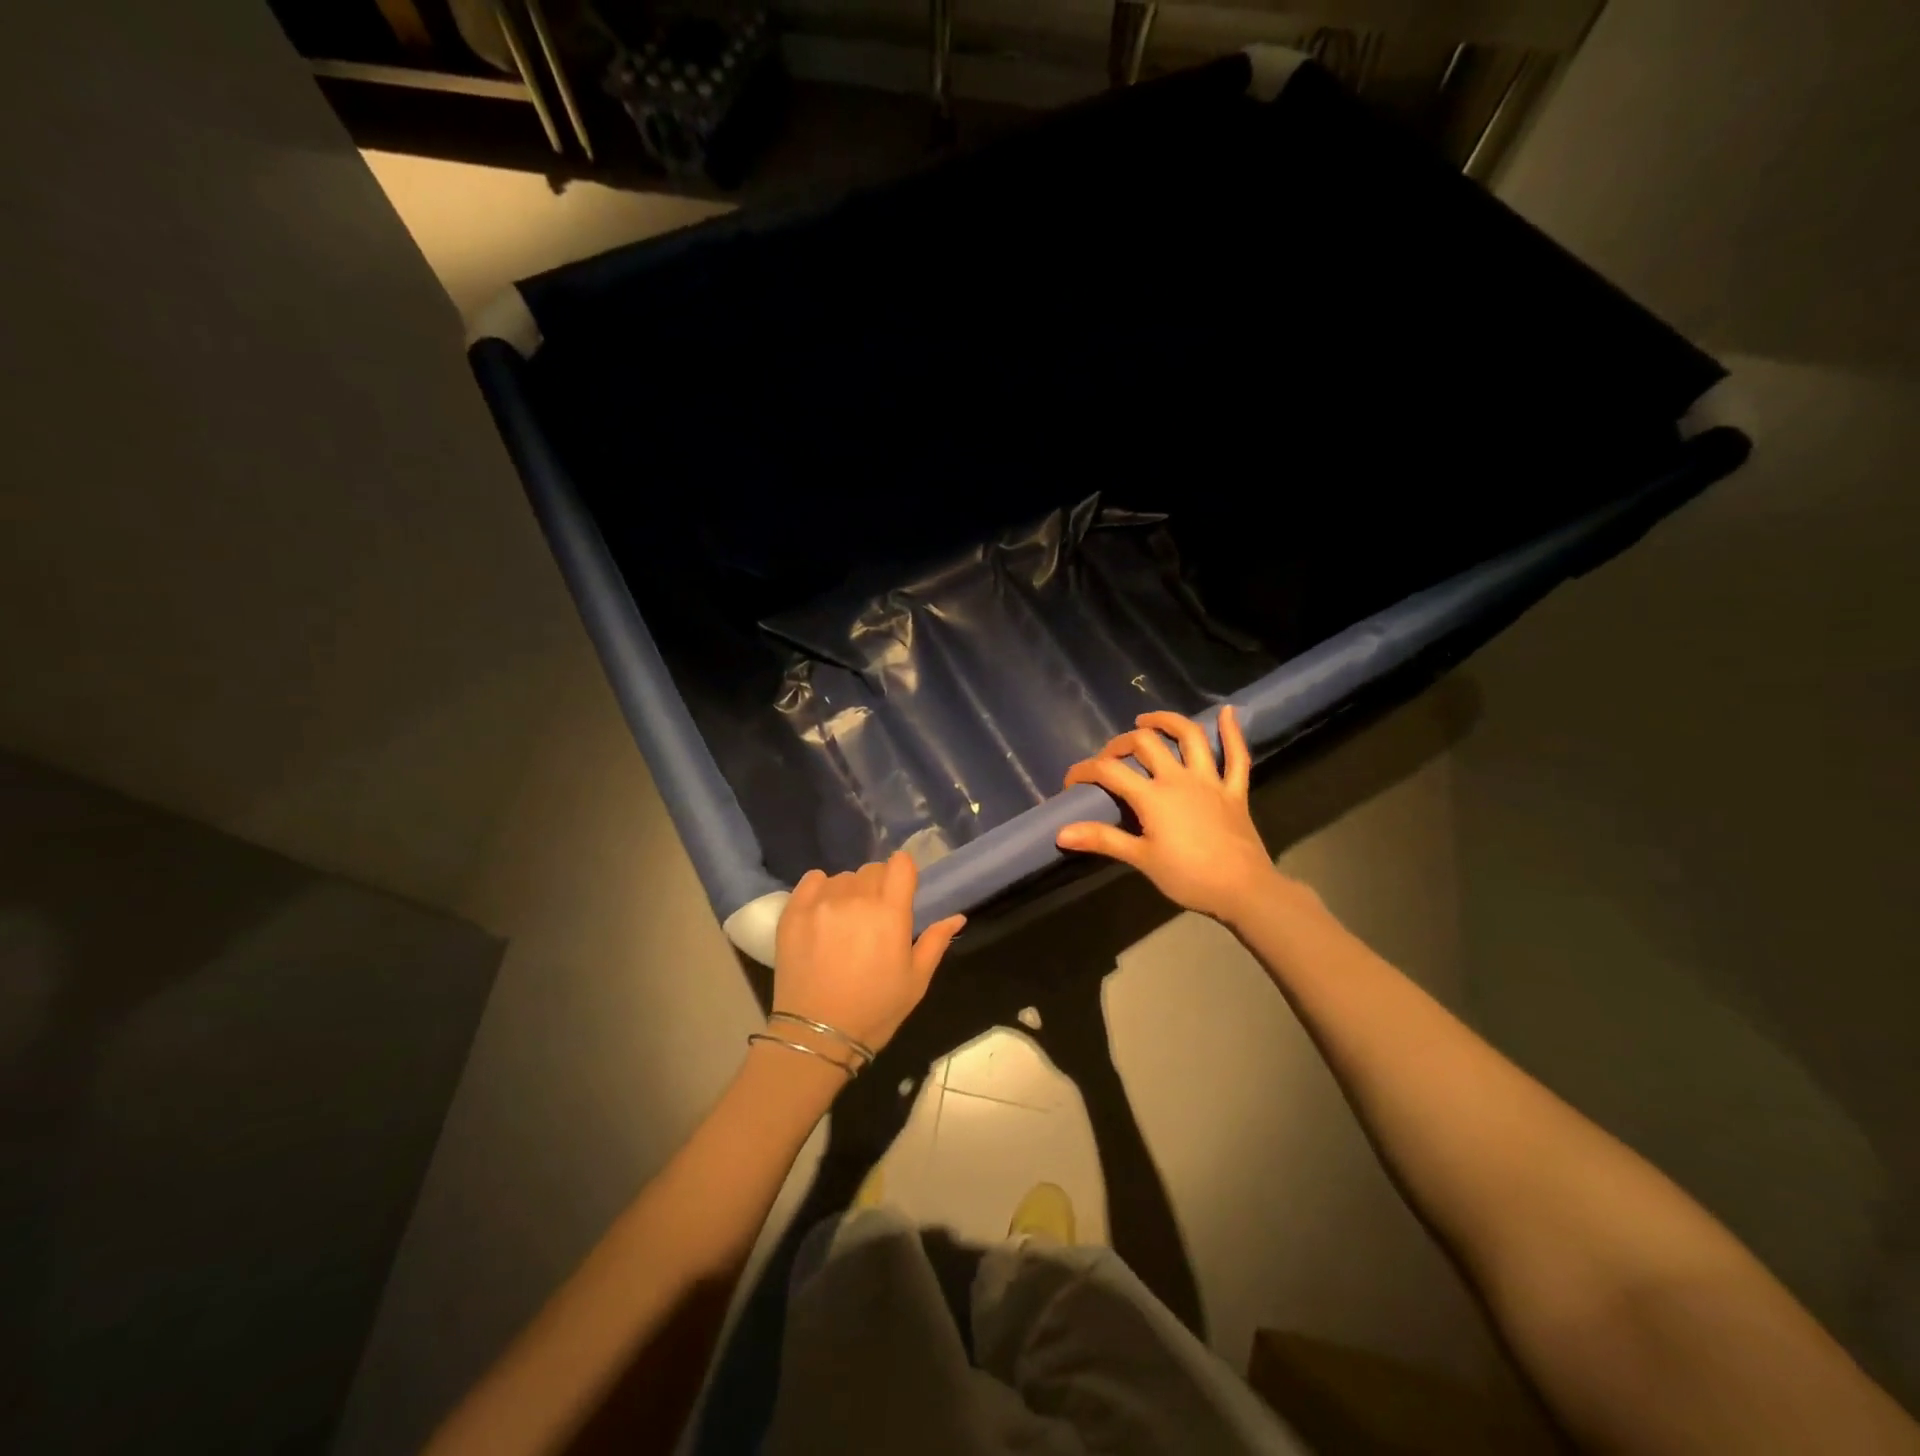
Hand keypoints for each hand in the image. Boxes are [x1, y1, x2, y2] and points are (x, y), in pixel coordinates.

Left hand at [773, 851, 965, 1054]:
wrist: (817, 1035)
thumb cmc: (874, 1011)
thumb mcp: (916, 981)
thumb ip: (935, 942)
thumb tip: (957, 917)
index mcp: (890, 913)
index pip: (901, 864)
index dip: (903, 873)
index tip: (901, 891)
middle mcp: (856, 899)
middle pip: (872, 870)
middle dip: (878, 887)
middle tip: (874, 917)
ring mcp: (821, 903)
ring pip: (843, 878)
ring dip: (849, 892)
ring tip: (845, 922)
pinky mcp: (793, 912)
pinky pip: (811, 880)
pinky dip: (820, 889)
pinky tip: (822, 912)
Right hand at [1056, 706, 1280, 923]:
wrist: (1242, 890)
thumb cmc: (1187, 876)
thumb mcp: (1140, 859)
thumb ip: (1102, 839)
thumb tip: (1061, 832)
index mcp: (1152, 796)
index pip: (1109, 771)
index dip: (1085, 771)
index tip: (1071, 782)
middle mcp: (1179, 778)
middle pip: (1146, 744)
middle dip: (1121, 744)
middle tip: (1110, 756)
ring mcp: (1210, 781)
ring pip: (1190, 737)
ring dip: (1168, 721)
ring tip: (1148, 720)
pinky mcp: (1235, 791)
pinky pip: (1237, 756)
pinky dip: (1232, 732)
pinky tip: (1227, 712)